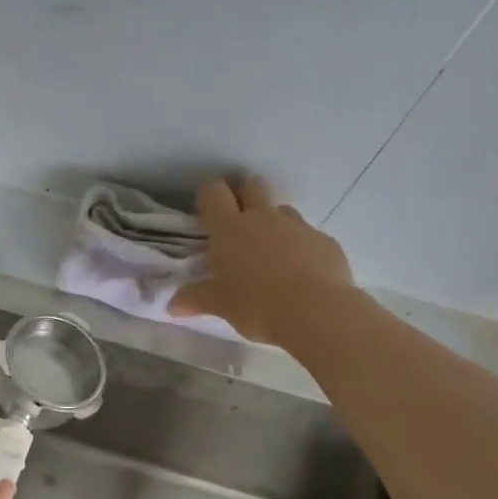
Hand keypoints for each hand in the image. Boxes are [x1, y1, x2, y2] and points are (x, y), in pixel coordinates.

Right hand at [170, 176, 354, 347]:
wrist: (316, 311)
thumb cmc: (256, 305)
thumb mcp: (220, 305)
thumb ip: (196, 299)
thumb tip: (173, 305)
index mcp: (230, 229)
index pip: (214, 193)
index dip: (209, 194)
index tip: (207, 208)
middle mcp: (262, 218)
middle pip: (252, 186)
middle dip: (243, 193)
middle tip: (238, 217)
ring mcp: (297, 226)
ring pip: (281, 209)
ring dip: (272, 221)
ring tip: (269, 249)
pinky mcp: (324, 241)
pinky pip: (307, 235)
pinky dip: (300, 246)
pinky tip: (300, 271)